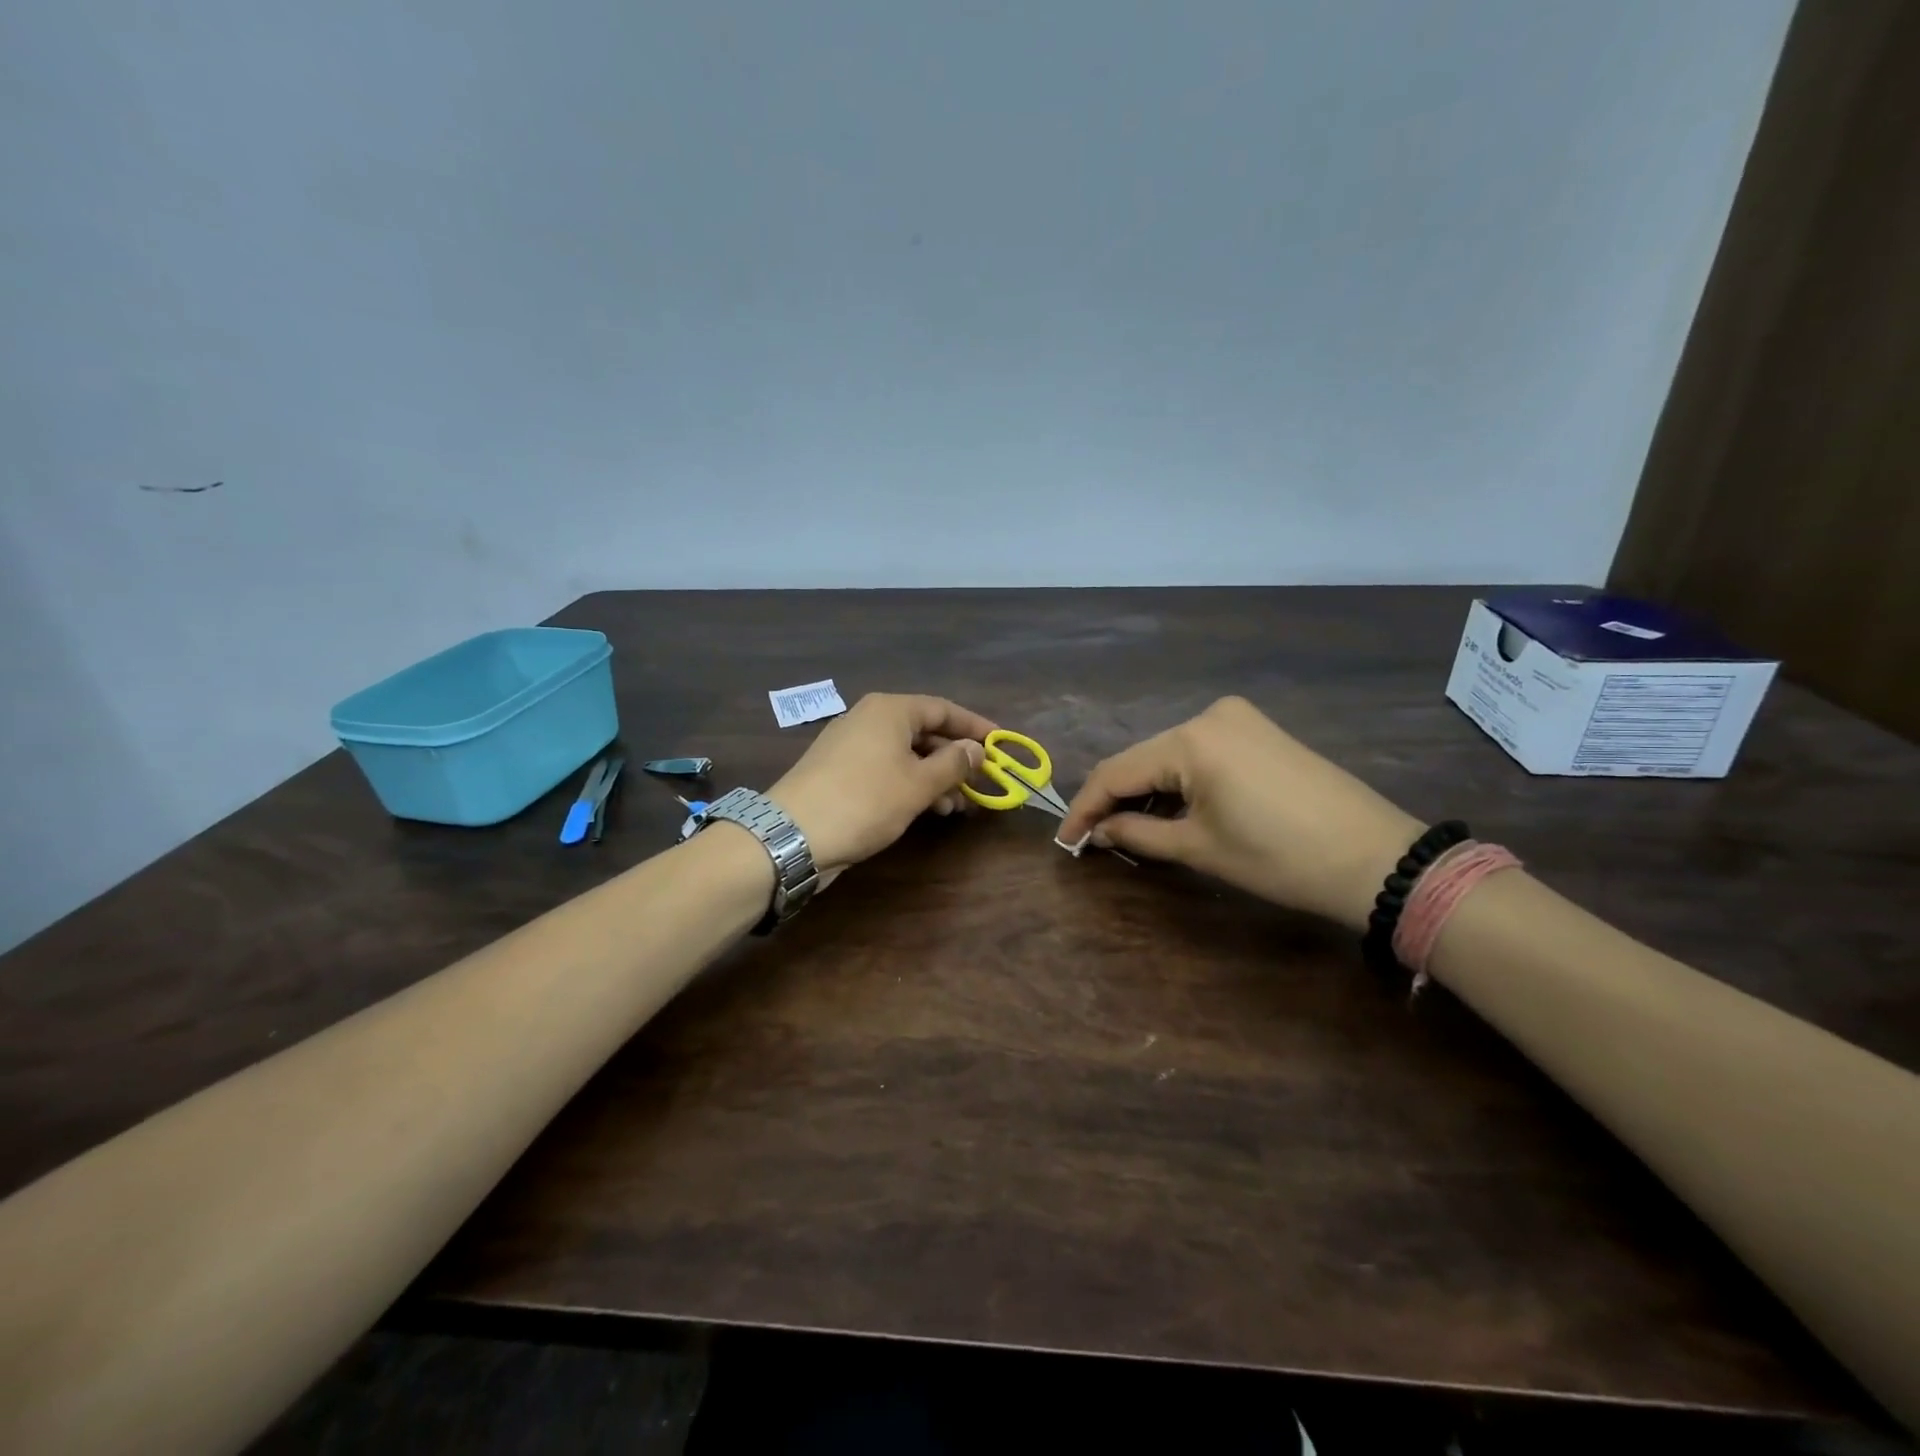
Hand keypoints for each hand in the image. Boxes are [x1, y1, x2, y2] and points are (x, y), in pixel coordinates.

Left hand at [769, 693, 995, 874]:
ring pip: (906, 753)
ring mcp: (851, 744)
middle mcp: (869, 718)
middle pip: (924, 731)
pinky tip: (925, 809)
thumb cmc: (866, 800)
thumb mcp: (919, 784)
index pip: (943, 709)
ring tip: (956, 806)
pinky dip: (909, 784)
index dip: (974, 727)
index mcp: (890, 710)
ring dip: (934, 776)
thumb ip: (953, 763)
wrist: (795, 834)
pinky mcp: (840, 770)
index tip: (1000, 745)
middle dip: (954, 758)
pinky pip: (886, 768)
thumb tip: (975, 749)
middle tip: (980, 783)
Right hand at [1056, 696, 1422, 931]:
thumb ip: (1136, 833)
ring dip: (1146, 790)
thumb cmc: (1279, 858)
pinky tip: (1169, 808)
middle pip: (1141, 759)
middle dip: (1114, 799)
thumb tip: (1097, 832)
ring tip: (1126, 829)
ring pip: (1169, 755)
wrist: (1377, 859)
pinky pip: (1199, 753)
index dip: (1085, 808)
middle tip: (1093, 838)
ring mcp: (1238, 719)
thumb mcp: (1199, 848)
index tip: (1066, 841)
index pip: (1115, 771)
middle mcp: (1209, 715)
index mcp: (1190, 739)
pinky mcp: (1258, 731)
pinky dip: (1178, 781)